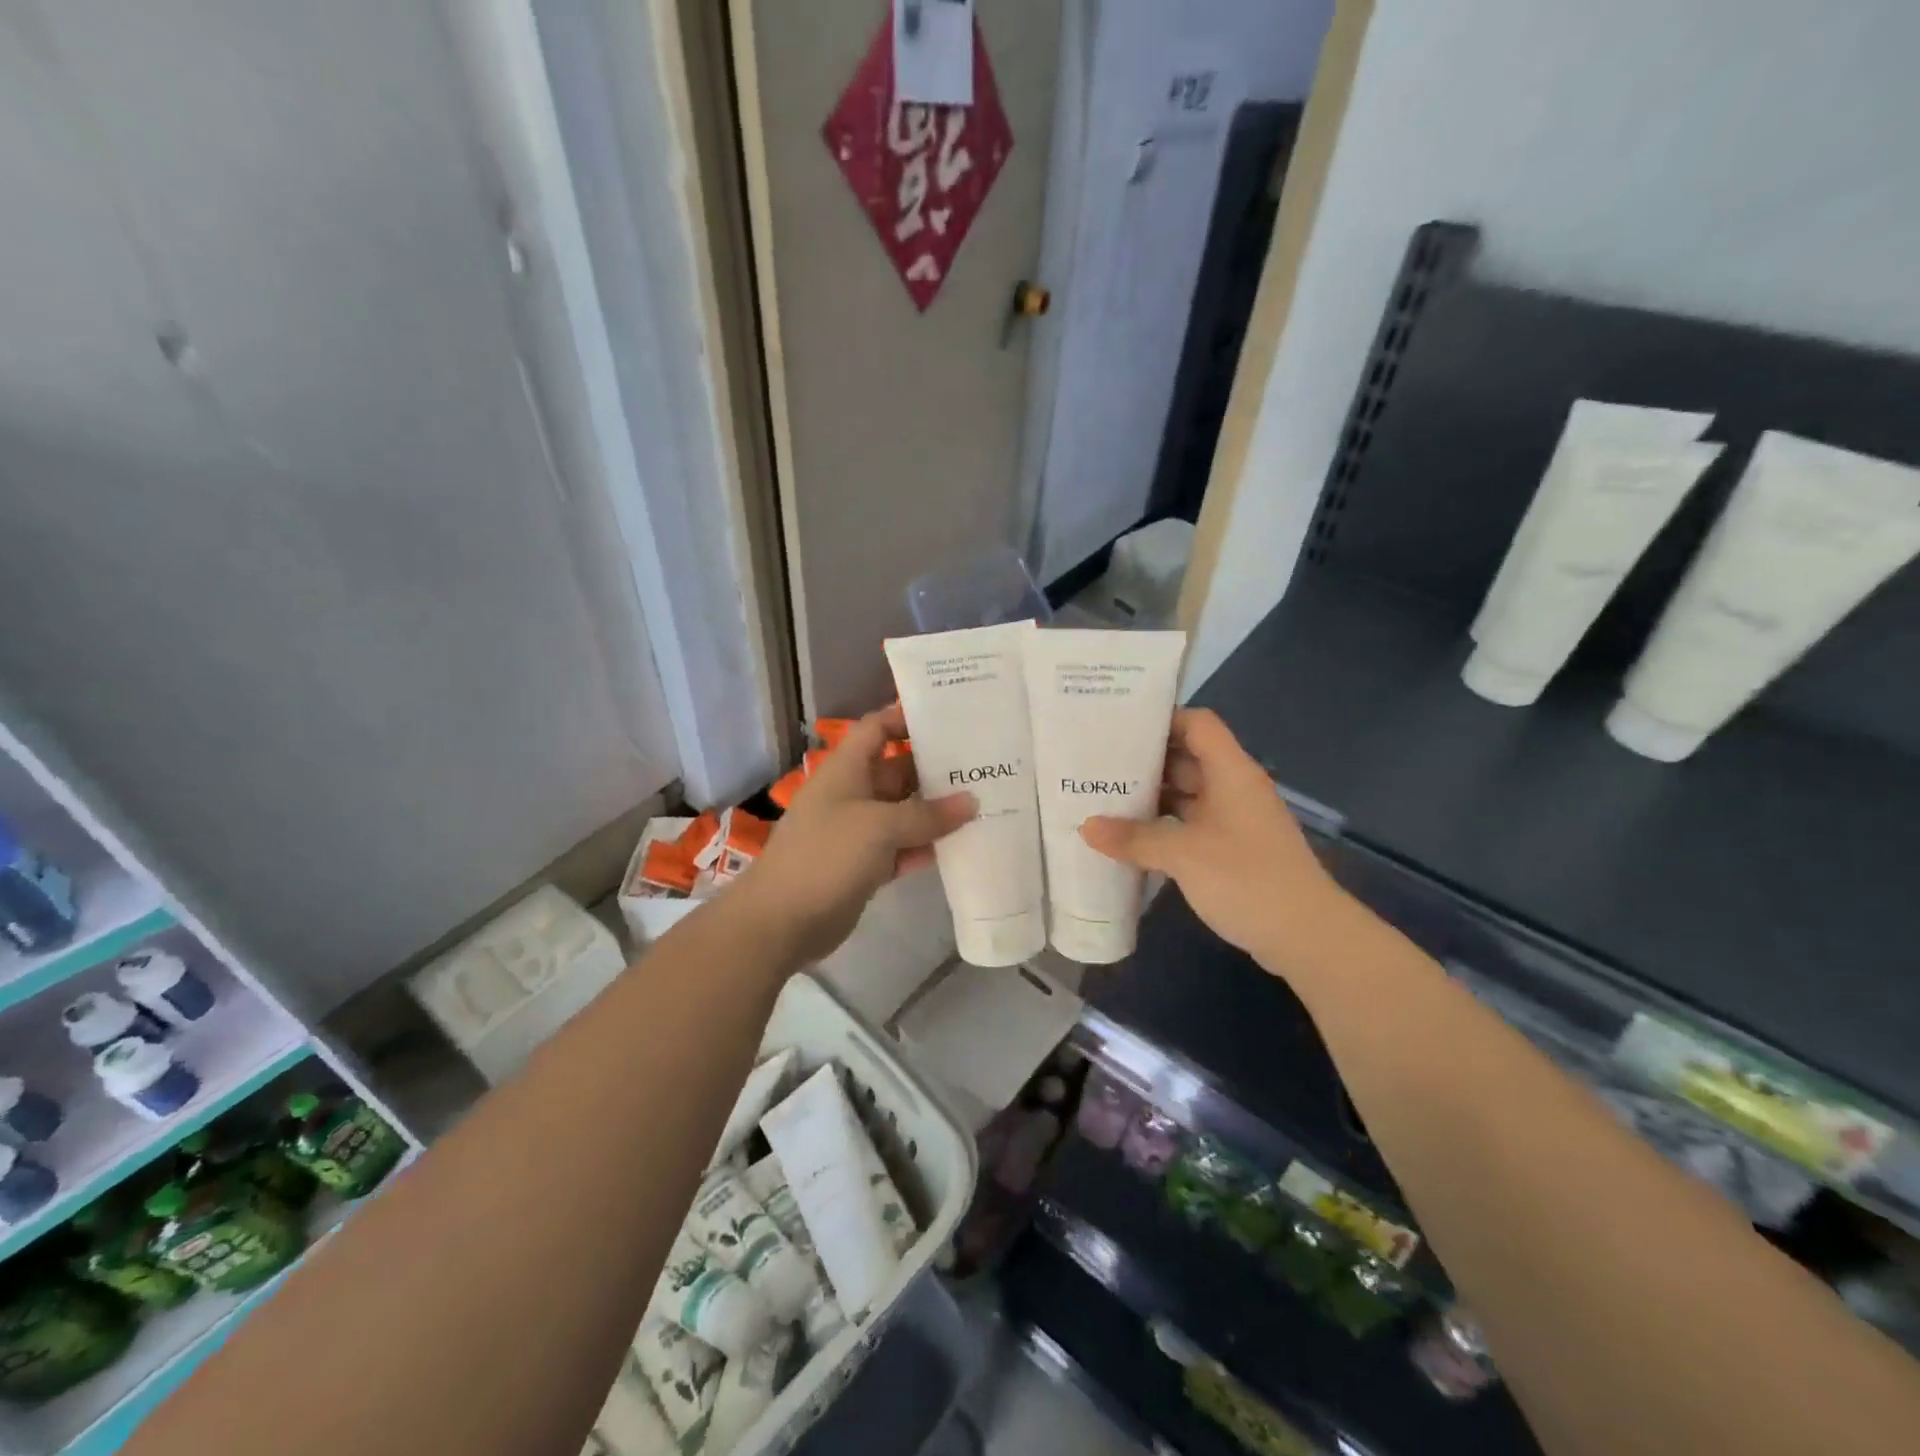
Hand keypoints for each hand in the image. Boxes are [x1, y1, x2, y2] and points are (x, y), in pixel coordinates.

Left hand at [739, 705, 973, 964]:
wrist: (782, 920)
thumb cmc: (827, 855)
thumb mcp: (880, 827)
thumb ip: (927, 814)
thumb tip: (971, 802)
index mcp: (846, 770)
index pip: (877, 729)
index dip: (906, 719)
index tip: (948, 721)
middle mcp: (852, 795)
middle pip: (897, 771)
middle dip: (934, 769)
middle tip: (982, 767)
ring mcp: (857, 832)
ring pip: (903, 813)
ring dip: (935, 812)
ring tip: (982, 804)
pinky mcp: (864, 866)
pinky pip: (901, 848)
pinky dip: (924, 846)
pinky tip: (959, 846)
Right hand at [1079, 709, 1341, 971]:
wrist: (1306, 936)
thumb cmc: (1246, 879)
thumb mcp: (1183, 854)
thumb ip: (1134, 837)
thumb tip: (1086, 827)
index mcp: (1231, 772)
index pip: (1197, 724)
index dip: (1161, 719)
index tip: (1118, 726)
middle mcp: (1234, 788)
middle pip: (1187, 758)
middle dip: (1144, 761)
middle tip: (1097, 765)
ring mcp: (1235, 821)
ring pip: (1187, 795)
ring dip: (1151, 797)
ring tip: (1104, 799)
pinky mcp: (1233, 851)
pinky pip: (1191, 825)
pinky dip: (1163, 827)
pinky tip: (1130, 838)